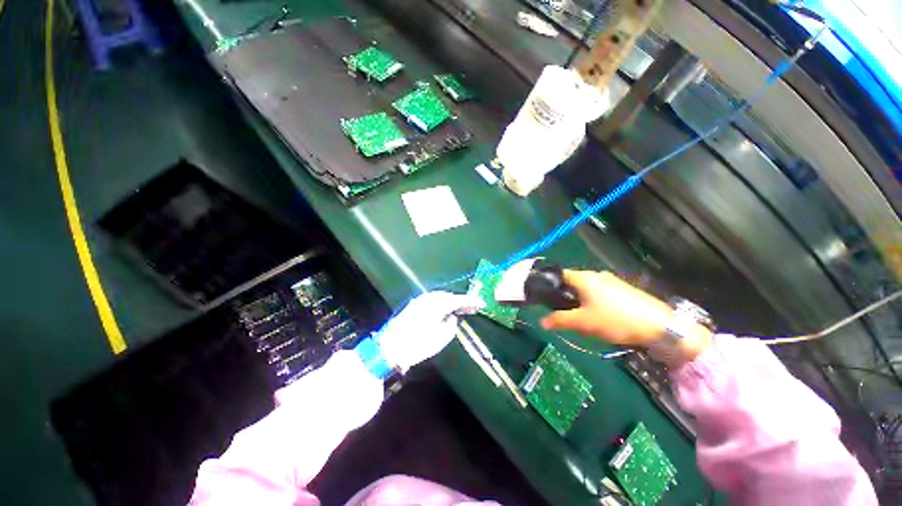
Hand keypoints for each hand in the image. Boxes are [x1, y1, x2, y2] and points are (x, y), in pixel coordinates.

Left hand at [378, 291, 484, 372]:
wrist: (390, 347)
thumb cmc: (417, 344)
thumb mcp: (440, 338)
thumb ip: (450, 325)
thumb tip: (452, 318)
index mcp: (437, 304)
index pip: (458, 300)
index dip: (471, 301)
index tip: (481, 302)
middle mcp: (429, 298)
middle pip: (449, 296)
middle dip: (461, 301)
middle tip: (472, 306)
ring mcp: (420, 300)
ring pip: (440, 297)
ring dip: (451, 301)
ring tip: (460, 308)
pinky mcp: (414, 305)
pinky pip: (433, 300)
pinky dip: (441, 303)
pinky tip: (444, 309)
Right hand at [540, 270, 711, 364]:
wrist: (659, 326)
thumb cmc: (615, 320)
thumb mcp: (583, 322)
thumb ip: (560, 320)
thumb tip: (541, 321)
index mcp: (584, 277)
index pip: (559, 275)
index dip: (550, 286)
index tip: (546, 301)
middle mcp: (596, 275)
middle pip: (572, 284)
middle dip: (566, 300)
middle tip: (567, 317)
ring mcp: (611, 281)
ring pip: (586, 291)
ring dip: (581, 305)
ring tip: (585, 322)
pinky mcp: (623, 290)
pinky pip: (600, 295)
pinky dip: (594, 305)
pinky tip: (602, 320)